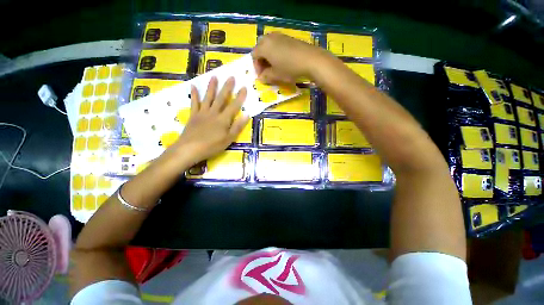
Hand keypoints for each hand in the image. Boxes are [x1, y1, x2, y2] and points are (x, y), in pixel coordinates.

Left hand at [168, 76, 248, 165]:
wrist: (190, 149)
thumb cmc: (212, 146)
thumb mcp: (229, 139)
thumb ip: (237, 127)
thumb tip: (246, 115)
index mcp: (223, 119)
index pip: (234, 106)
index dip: (240, 97)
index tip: (244, 87)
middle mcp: (214, 113)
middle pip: (221, 98)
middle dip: (227, 87)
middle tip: (231, 77)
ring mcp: (202, 113)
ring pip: (208, 97)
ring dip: (212, 87)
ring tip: (214, 76)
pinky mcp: (193, 115)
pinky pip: (194, 103)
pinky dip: (194, 95)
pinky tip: (193, 86)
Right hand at [252, 32, 330, 83]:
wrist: (310, 60)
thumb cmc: (290, 69)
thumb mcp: (275, 76)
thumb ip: (265, 76)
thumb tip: (261, 77)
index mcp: (264, 46)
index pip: (254, 55)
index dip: (256, 67)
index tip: (262, 76)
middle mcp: (270, 38)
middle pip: (260, 48)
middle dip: (261, 60)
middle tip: (267, 70)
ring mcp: (280, 36)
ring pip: (269, 45)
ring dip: (268, 56)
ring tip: (274, 66)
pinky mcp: (288, 37)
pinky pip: (277, 44)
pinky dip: (276, 52)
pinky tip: (283, 60)